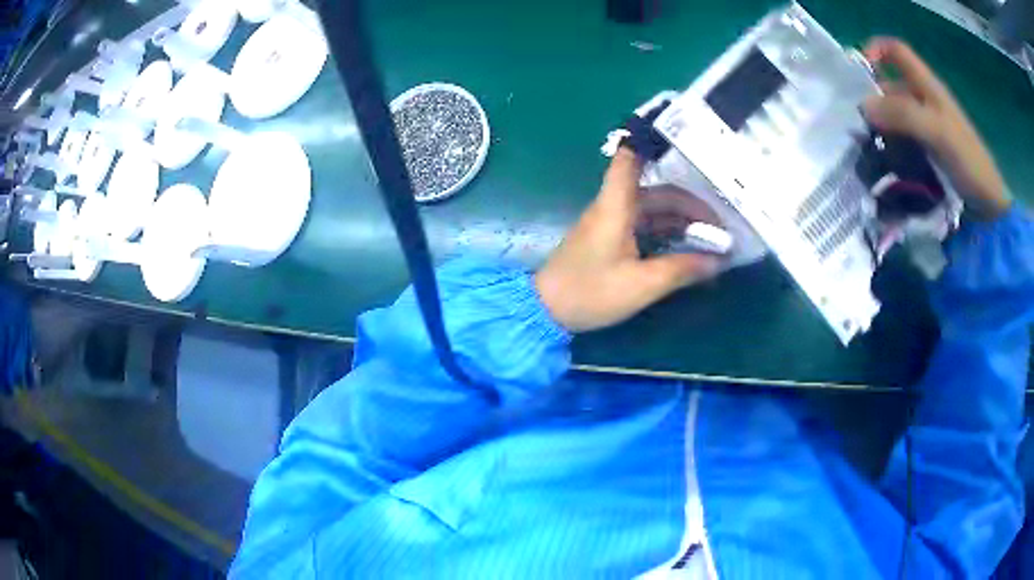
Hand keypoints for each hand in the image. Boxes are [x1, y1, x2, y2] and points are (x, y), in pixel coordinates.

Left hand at [535, 149, 721, 332]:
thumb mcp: (641, 285)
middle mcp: (613, 207)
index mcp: (616, 206)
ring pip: (654, 212)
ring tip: (711, 241)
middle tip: (721, 226)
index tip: (682, 140)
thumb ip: (681, 270)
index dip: (651, 144)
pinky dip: (668, 236)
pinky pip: (645, 228)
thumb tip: (719, 261)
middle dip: (691, 206)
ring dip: (682, 223)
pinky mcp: (609, 239)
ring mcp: (611, 223)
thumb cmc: (590, 292)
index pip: (629, 160)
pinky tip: (687, 251)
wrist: (545, 310)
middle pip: (657, 192)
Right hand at [862, 37, 1009, 219]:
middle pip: (892, 84)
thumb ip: (901, 114)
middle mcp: (925, 98)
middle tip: (860, 122)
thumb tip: (863, 106)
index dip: (876, 50)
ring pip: (896, 113)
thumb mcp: (936, 131)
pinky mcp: (930, 147)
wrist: (988, 202)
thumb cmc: (967, 160)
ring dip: (882, 124)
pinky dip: (893, 143)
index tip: (860, 72)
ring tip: (870, 145)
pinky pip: (904, 136)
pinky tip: (887, 159)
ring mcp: (929, 124)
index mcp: (928, 85)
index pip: (896, 50)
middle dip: (874, 97)